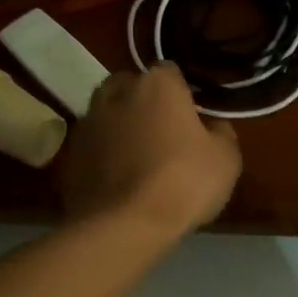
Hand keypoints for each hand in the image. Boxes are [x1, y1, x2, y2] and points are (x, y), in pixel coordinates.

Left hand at [61, 64, 241, 238]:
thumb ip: (220, 132)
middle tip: (163, 129)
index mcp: (157, 85)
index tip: (192, 113)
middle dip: (144, 100)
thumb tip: (212, 126)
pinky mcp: (70, 155)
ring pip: (108, 114)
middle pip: (130, 85)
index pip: (170, 71)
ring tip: (139, 155)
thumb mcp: (227, 158)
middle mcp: (116, 94)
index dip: (182, 91)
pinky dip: (106, 154)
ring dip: (121, 126)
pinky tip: (121, 178)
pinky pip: (95, 145)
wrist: (125, 225)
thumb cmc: (184, 182)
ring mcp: (88, 123)